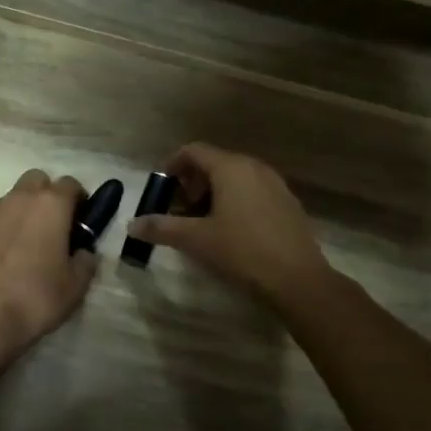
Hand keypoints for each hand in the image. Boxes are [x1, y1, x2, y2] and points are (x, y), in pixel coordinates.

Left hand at [0, 169, 98, 352]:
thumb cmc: (38, 296)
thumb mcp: (76, 284)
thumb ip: (86, 260)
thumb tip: (83, 252)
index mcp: (51, 204)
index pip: (71, 184)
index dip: (80, 200)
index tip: (82, 221)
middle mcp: (21, 198)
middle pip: (39, 180)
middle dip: (49, 195)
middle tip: (55, 225)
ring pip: (15, 196)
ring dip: (26, 208)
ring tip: (30, 241)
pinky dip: (6, 224)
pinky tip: (8, 251)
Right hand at [126, 143, 330, 310]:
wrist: (298, 279)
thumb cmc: (242, 251)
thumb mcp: (195, 240)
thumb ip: (161, 228)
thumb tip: (132, 225)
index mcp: (231, 168)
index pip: (194, 151)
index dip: (173, 165)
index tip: (161, 187)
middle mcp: (255, 168)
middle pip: (216, 162)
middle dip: (193, 181)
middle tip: (179, 208)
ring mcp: (276, 185)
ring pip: (236, 177)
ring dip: (214, 192)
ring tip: (202, 221)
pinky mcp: (288, 204)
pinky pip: (254, 191)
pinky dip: (236, 200)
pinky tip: (232, 230)